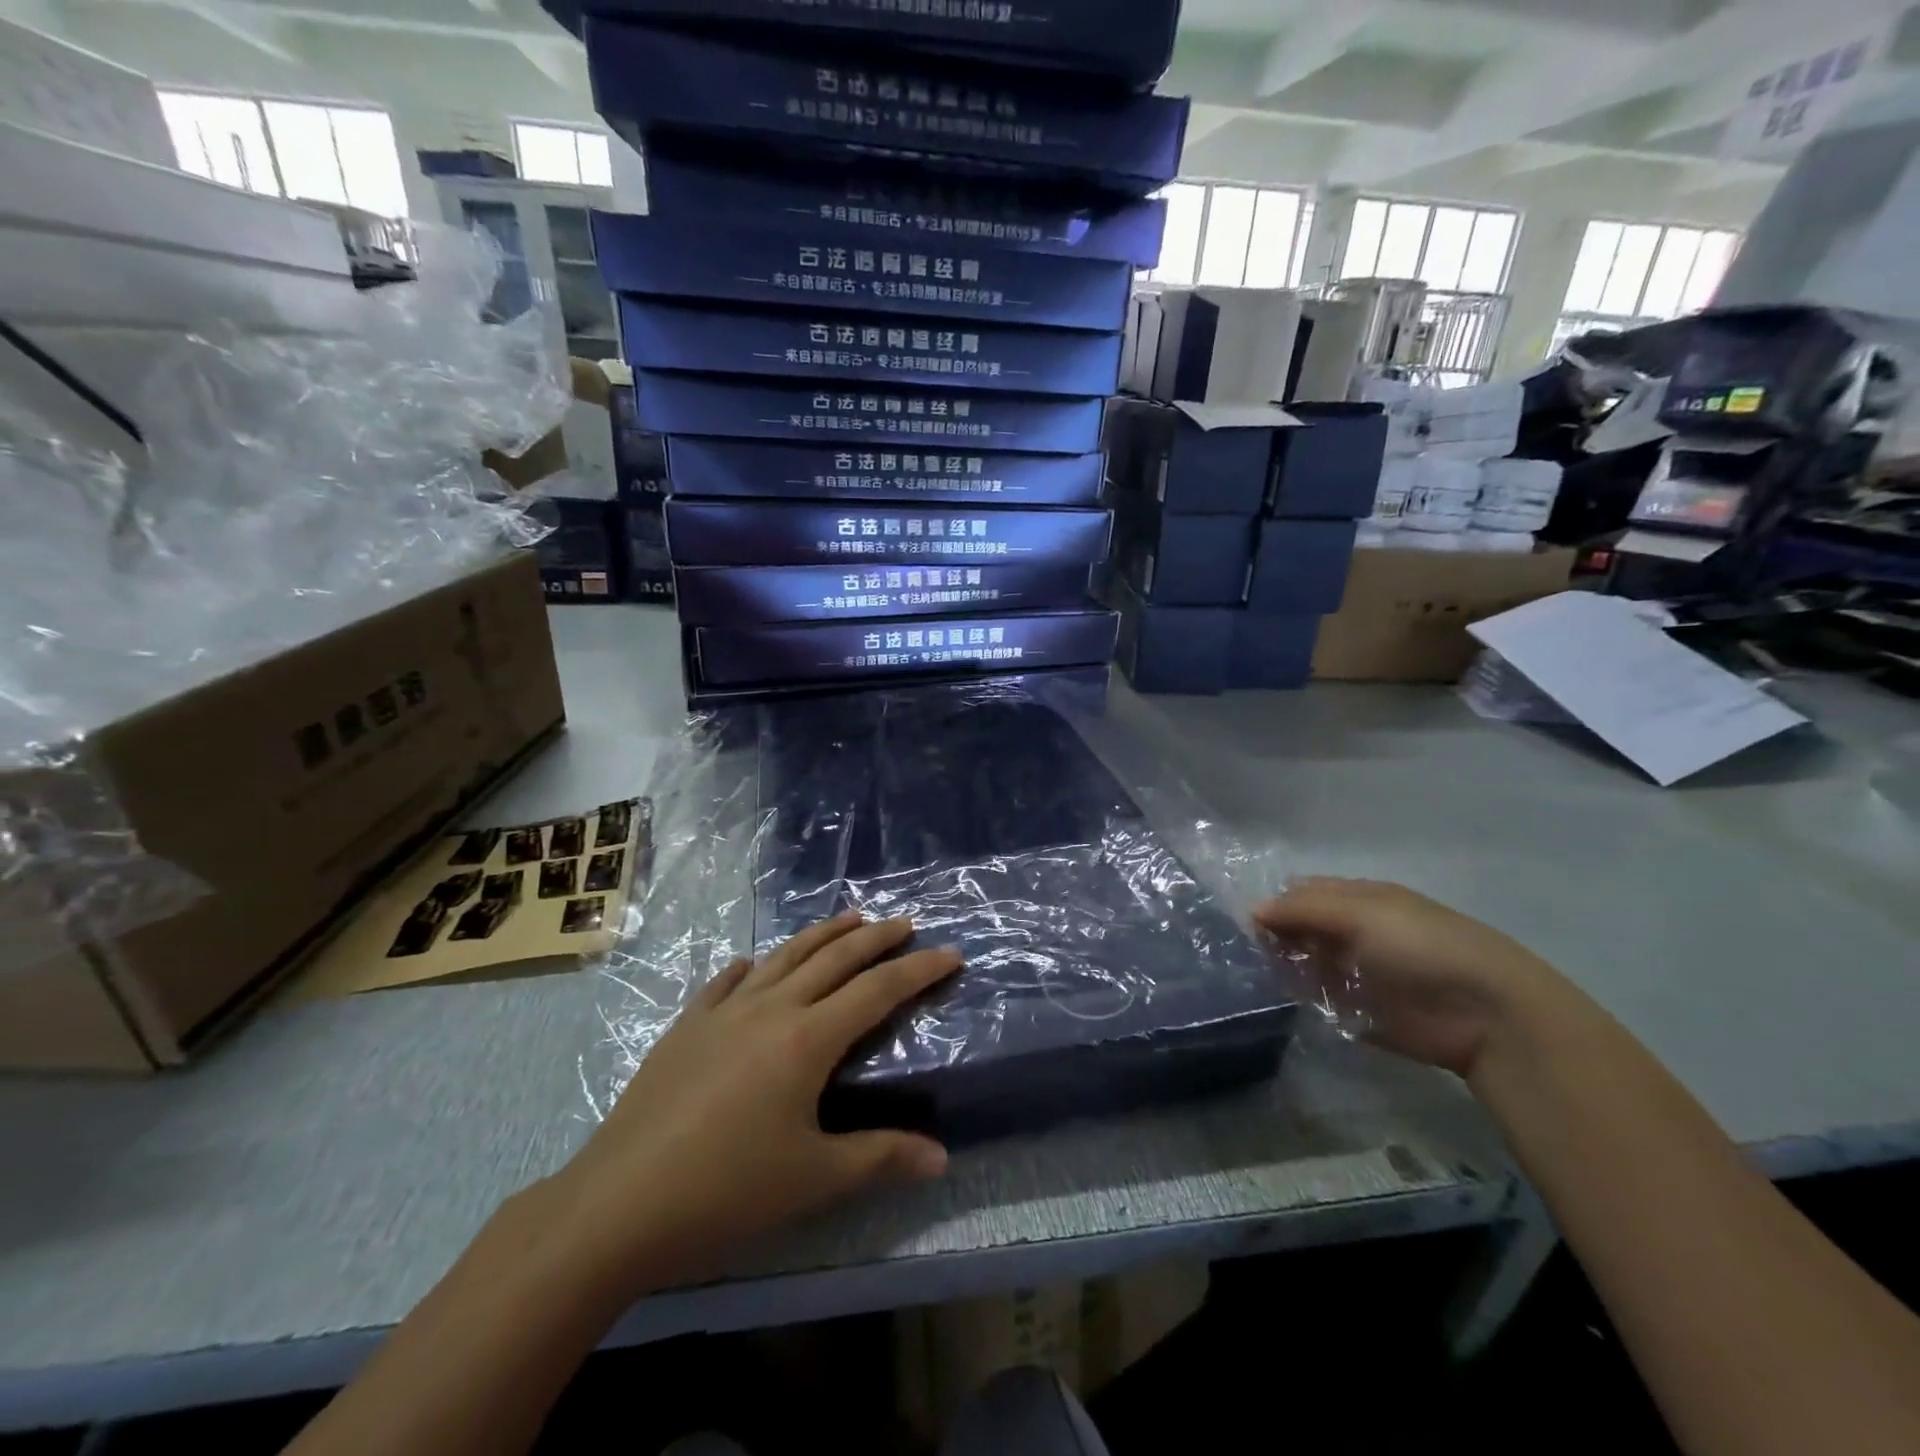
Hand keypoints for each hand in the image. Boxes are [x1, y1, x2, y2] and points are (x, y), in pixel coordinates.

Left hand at [542, 912, 960, 1300]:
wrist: (617, 1203)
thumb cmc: (726, 1191)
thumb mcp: (813, 1179)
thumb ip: (880, 1158)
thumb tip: (941, 1158)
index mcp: (807, 1039)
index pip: (878, 991)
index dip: (919, 970)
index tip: (951, 952)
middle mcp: (771, 1008)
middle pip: (835, 958)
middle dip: (876, 937)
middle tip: (906, 923)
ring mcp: (724, 1011)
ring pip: (784, 956)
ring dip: (822, 934)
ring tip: (849, 918)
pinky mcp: (687, 1025)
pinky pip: (728, 981)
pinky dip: (753, 965)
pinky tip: (755, 963)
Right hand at [1253, 879, 1571, 1078]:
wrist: (1486, 1014)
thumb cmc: (1422, 947)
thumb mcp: (1359, 913)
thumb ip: (1302, 910)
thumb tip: (1252, 910)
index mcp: (1358, 899)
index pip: (1301, 893)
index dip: (1272, 903)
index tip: (1238, 920)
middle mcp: (1352, 931)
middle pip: (1298, 928)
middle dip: (1270, 935)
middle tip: (1235, 949)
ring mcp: (1354, 972)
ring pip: (1302, 963)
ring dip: (1279, 966)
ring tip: (1245, 974)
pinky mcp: (1357, 1011)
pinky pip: (1316, 999)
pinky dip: (1296, 997)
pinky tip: (1271, 998)